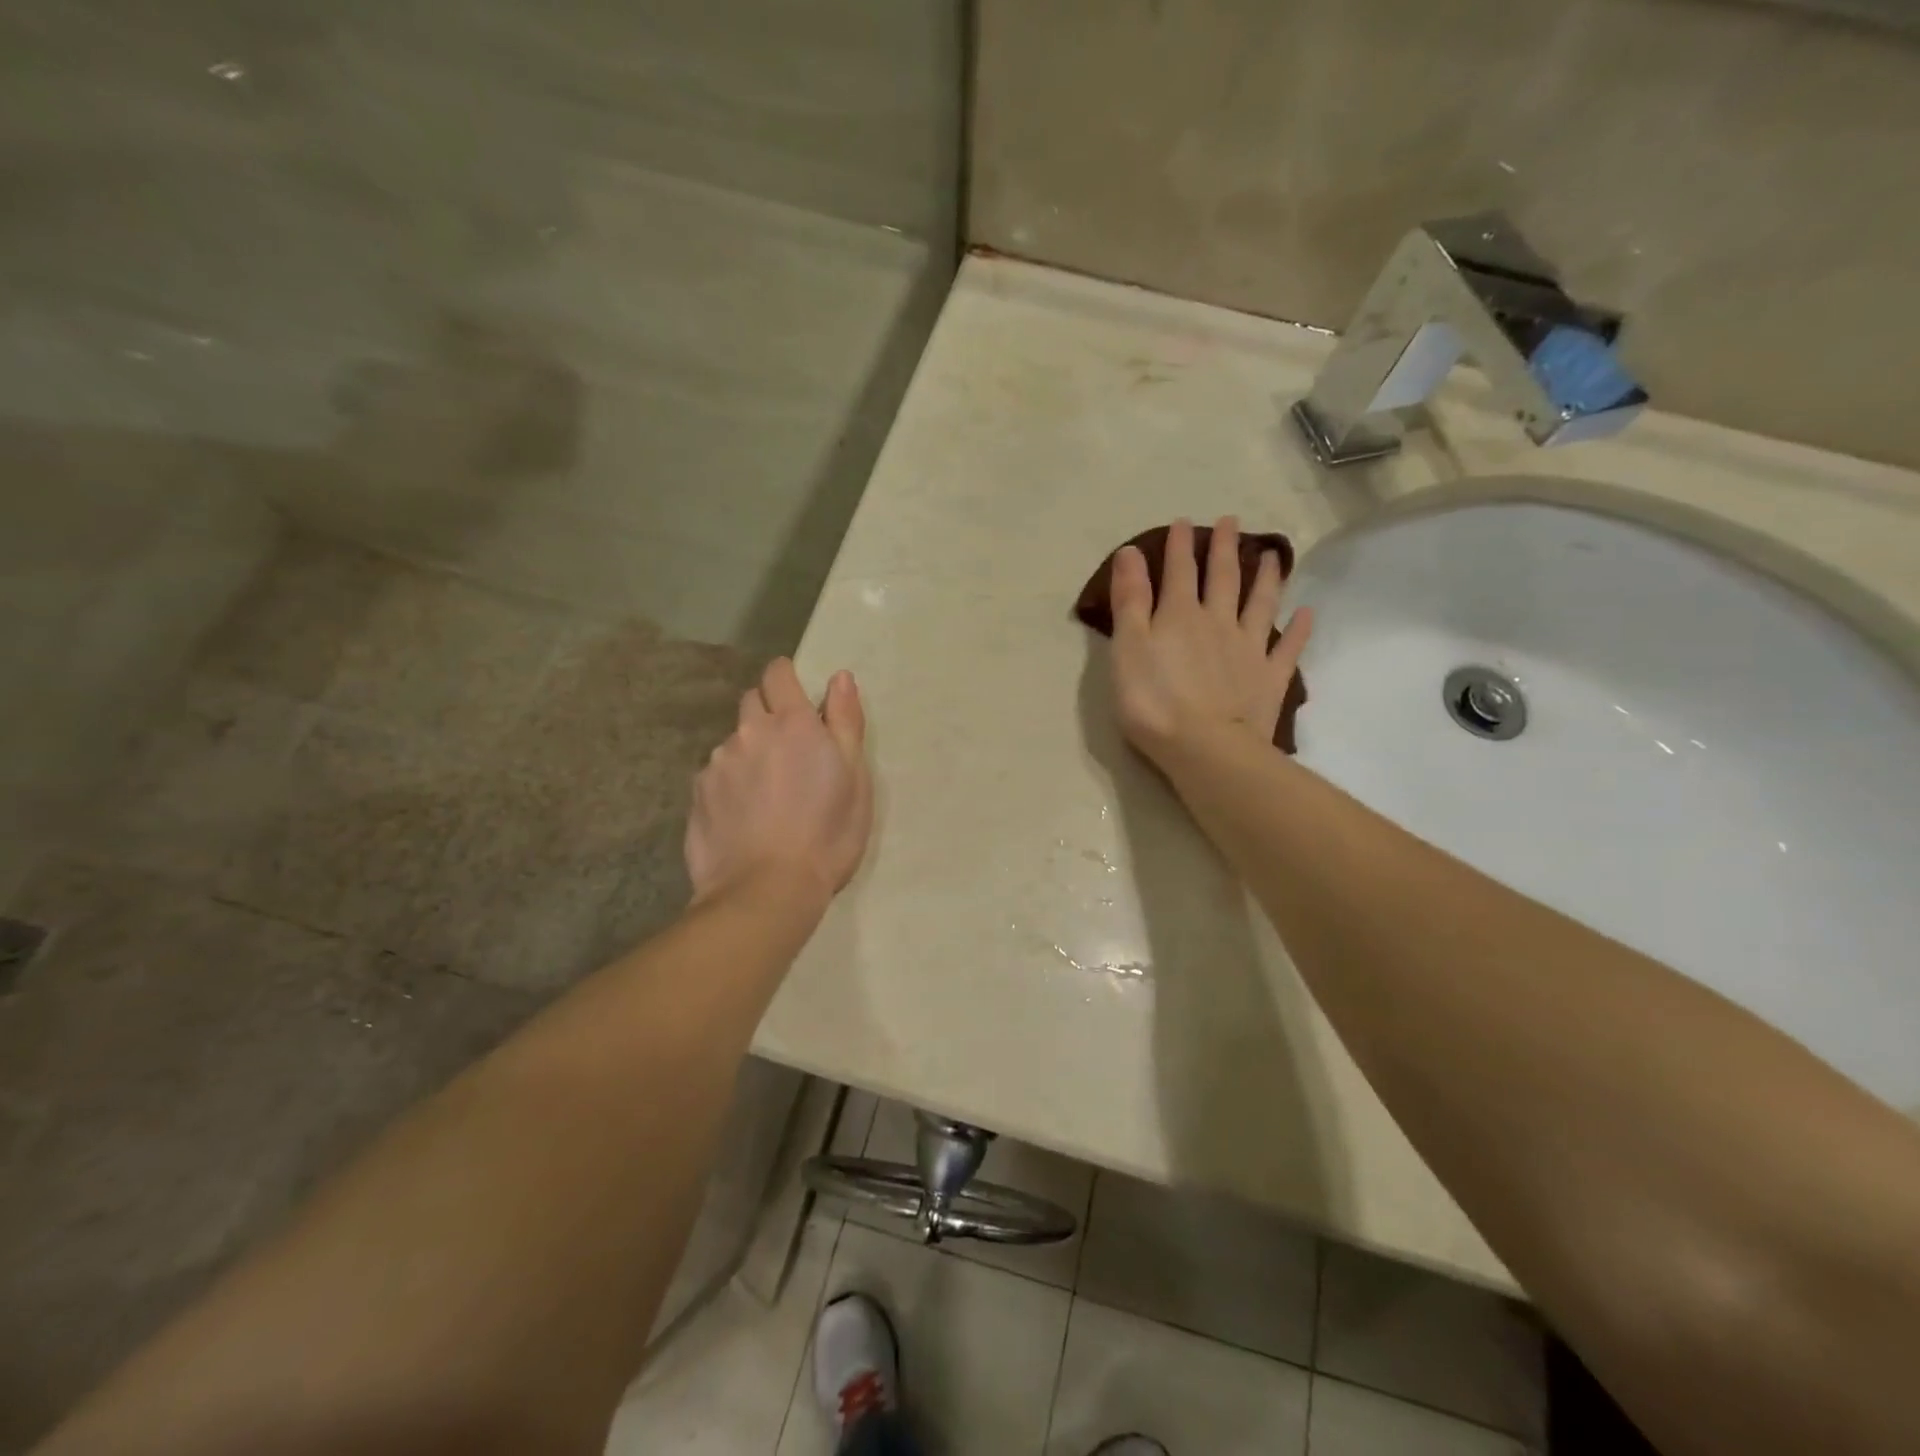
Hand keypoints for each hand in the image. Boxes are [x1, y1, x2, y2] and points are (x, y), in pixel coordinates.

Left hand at [685, 658, 872, 907]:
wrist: (766, 891)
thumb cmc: (827, 834)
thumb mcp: (855, 779)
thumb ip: (846, 722)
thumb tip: (840, 678)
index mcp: (792, 723)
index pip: (778, 673)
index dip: (786, 677)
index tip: (798, 697)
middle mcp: (749, 732)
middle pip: (752, 702)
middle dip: (768, 714)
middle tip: (789, 751)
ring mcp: (717, 763)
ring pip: (733, 742)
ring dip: (749, 752)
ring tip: (766, 793)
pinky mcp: (697, 794)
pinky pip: (715, 775)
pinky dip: (730, 784)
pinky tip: (743, 816)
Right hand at [1109, 516, 1312, 765]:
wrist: (1206, 747)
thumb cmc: (1153, 701)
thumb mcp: (1127, 648)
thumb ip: (1130, 599)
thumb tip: (1132, 550)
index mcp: (1179, 615)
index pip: (1179, 571)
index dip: (1180, 545)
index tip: (1184, 521)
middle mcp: (1218, 622)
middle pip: (1223, 578)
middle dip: (1224, 548)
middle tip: (1231, 521)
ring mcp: (1248, 648)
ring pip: (1260, 604)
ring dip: (1266, 577)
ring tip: (1272, 555)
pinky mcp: (1269, 678)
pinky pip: (1287, 648)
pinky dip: (1298, 629)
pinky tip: (1307, 614)